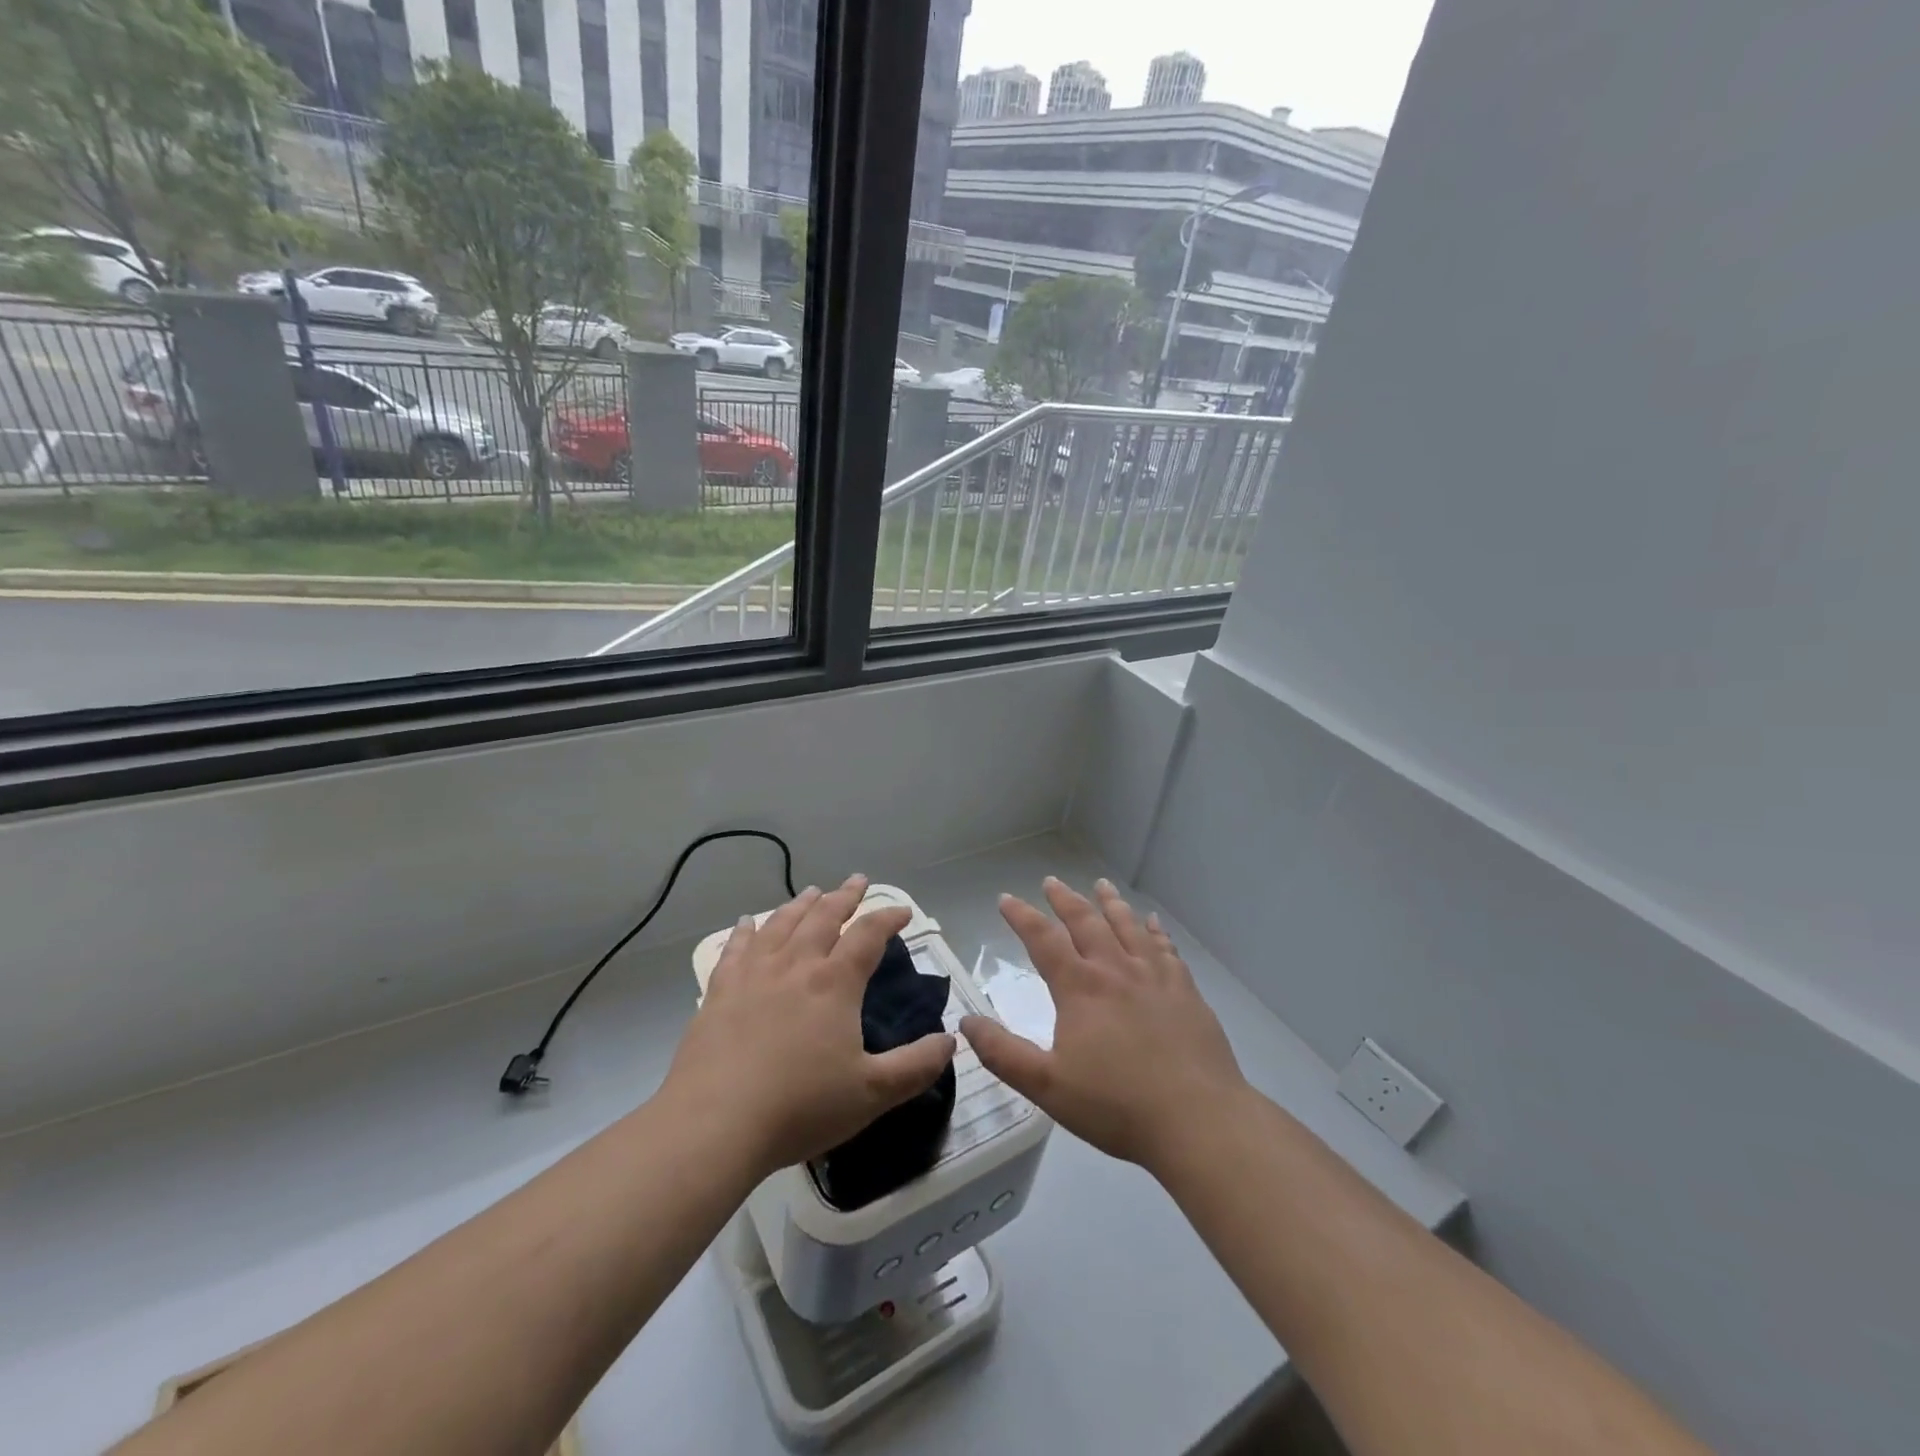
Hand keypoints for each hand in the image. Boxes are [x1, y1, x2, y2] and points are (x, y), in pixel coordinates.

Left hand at [659, 874, 956, 1178]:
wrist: (715, 1123)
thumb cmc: (800, 1107)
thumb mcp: (872, 1093)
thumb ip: (915, 1066)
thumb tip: (949, 1041)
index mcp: (834, 983)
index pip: (868, 935)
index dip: (888, 917)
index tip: (903, 911)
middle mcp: (796, 966)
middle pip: (824, 916)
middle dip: (845, 896)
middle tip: (858, 881)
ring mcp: (754, 975)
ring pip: (781, 924)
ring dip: (801, 904)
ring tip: (813, 891)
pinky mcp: (720, 991)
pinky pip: (736, 948)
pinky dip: (746, 930)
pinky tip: (749, 922)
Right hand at [961, 877, 1249, 1176]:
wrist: (1198, 1120)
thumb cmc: (1116, 1105)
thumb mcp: (1047, 1086)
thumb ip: (1003, 1053)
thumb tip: (966, 1021)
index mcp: (1080, 988)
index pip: (1043, 940)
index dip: (1022, 916)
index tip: (1007, 898)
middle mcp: (1116, 970)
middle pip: (1086, 922)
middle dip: (1065, 900)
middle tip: (1052, 881)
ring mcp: (1155, 977)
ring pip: (1128, 927)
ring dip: (1110, 903)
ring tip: (1101, 884)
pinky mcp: (1185, 991)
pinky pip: (1166, 948)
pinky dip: (1155, 931)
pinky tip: (1153, 923)